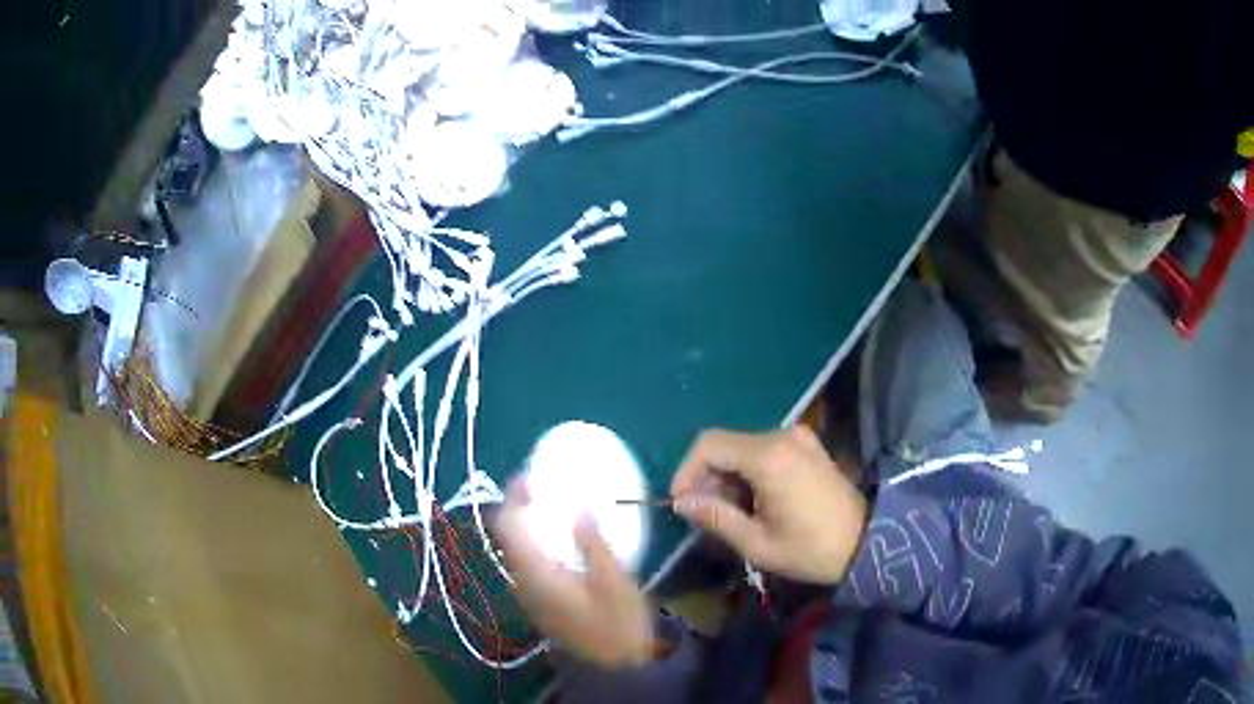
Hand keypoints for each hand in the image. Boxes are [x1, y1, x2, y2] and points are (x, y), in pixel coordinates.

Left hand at [493, 481, 654, 667]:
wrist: (614, 669)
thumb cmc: (618, 627)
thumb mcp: (615, 584)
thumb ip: (594, 545)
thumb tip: (579, 508)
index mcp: (536, 574)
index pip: (508, 528)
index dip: (514, 498)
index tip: (531, 475)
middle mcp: (523, 582)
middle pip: (508, 536)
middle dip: (520, 507)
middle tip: (544, 486)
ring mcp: (530, 594)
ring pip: (517, 549)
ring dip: (528, 524)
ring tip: (553, 505)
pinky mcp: (541, 601)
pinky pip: (528, 561)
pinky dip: (537, 541)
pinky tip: (562, 539)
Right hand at [671, 426, 867, 584]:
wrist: (867, 542)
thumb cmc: (810, 548)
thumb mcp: (757, 542)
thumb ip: (715, 516)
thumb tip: (681, 502)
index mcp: (768, 456)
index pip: (709, 445)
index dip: (686, 471)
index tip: (679, 502)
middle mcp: (781, 436)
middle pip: (725, 445)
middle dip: (706, 477)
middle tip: (701, 513)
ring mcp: (798, 437)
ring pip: (743, 448)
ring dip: (727, 476)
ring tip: (726, 513)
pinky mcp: (807, 446)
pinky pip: (764, 450)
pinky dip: (748, 471)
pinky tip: (751, 501)